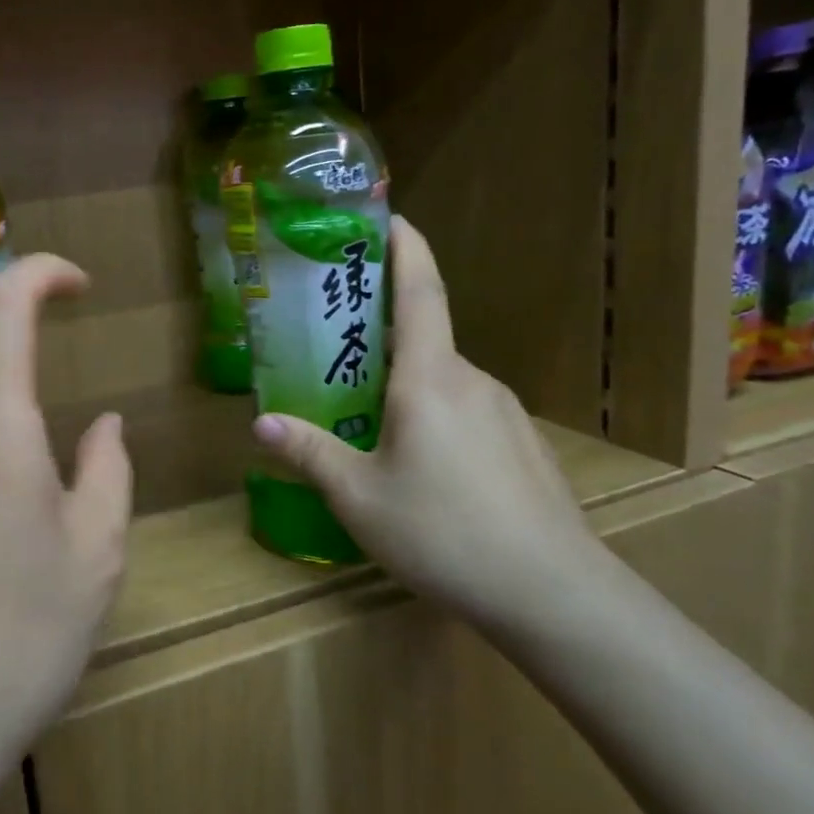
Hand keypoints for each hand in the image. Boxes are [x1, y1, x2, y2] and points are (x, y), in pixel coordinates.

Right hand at [252, 216, 605, 622]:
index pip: (420, 292)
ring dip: (405, 382)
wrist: (553, 595)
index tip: (391, 218)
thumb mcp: (358, 497)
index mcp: (430, 378)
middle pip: (424, 338)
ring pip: (443, 380)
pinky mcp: (521, 444)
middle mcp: (471, 380)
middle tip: (337, 343)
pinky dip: (432, 413)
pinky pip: (465, 411)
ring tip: (366, 412)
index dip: (406, 248)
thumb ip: (310, 453)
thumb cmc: (443, 532)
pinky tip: (418, 461)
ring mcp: (504, 412)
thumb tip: (261, 425)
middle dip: (382, 331)